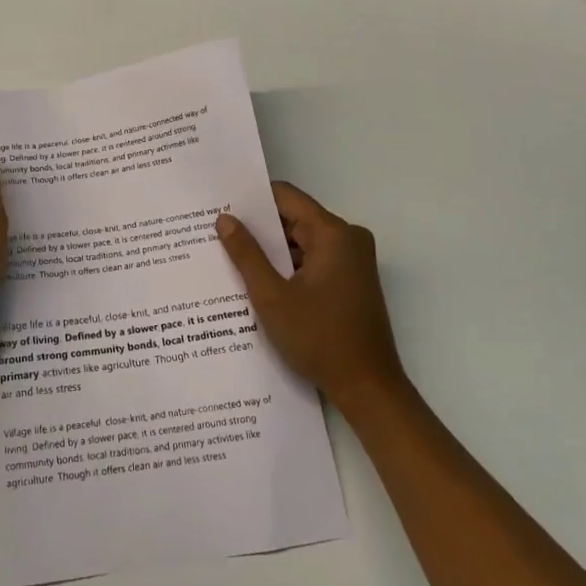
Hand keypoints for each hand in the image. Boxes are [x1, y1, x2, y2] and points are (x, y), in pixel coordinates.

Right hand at [215, 181, 410, 413]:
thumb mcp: (272, 296)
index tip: (220, 206)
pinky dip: (289, 267)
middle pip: (294, 218)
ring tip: (230, 258)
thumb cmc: (319, 339)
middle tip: (217, 234)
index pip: (285, 197)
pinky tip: (259, 281)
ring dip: (272, 251)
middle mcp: (347, 238)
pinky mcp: (352, 280)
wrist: (368, 388)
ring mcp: (353, 260)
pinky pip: (313, 259)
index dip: (251, 199)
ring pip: (302, 241)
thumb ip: (246, 254)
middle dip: (258, 228)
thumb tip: (225, 219)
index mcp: (332, 233)